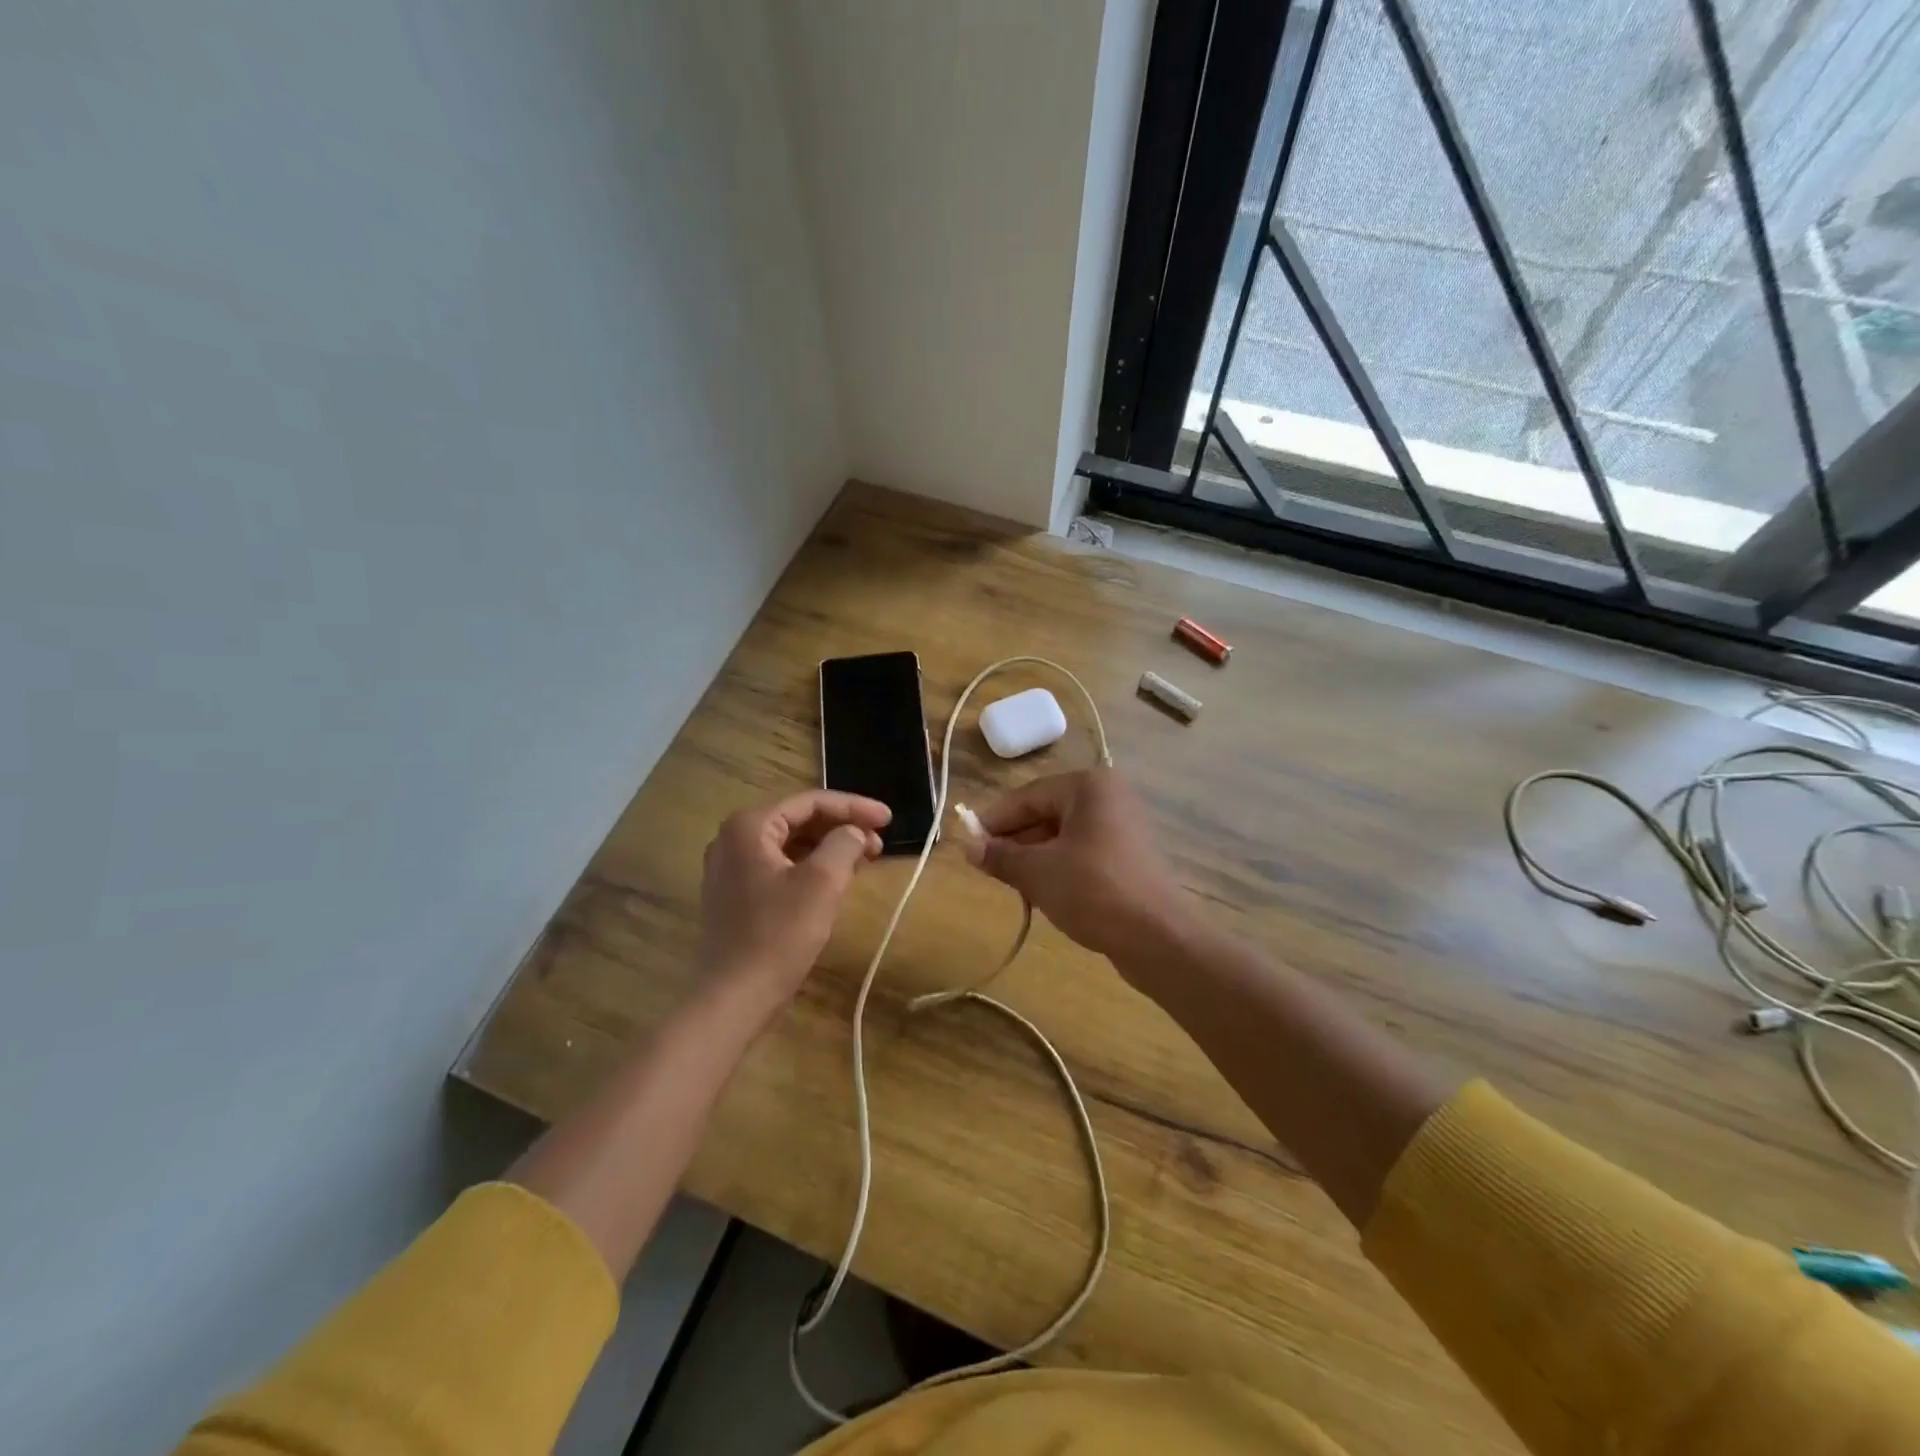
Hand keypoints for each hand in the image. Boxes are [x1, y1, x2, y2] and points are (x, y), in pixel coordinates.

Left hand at [697, 789, 890, 1010]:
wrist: (733, 997)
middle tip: (879, 842)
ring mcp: (730, 868)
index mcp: (749, 826)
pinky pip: (779, 866)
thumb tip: (854, 832)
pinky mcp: (735, 895)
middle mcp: (733, 839)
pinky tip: (836, 879)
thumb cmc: (778, 935)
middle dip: (842, 827)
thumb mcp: (822, 883)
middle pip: (798, 820)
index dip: (853, 806)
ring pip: (790, 845)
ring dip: (829, 847)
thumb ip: (844, 844)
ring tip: (865, 859)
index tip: (888, 818)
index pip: (810, 802)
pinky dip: (810, 867)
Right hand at [964, 769, 1189, 962]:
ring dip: (1035, 857)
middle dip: (1015, 841)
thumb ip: (999, 855)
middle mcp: (1109, 797)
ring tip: (1013, 884)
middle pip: (1046, 813)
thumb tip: (966, 845)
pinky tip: (1045, 892)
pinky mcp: (1130, 856)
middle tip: (987, 868)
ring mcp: (1124, 826)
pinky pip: (1083, 852)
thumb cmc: (1094, 891)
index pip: (1027, 796)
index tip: (968, 844)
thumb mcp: (1037, 872)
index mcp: (1088, 786)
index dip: (994, 821)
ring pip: (1063, 835)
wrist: (1159, 938)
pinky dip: (1060, 867)